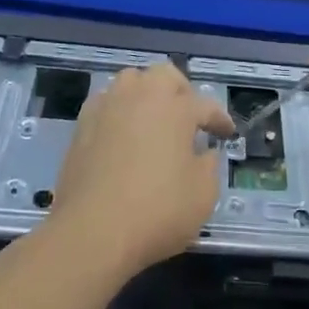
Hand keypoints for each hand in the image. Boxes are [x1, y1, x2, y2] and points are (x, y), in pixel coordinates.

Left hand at [49, 63, 233, 278]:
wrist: (91, 232)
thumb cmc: (156, 212)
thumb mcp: (203, 196)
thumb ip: (209, 166)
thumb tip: (203, 153)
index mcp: (176, 109)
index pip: (205, 106)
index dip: (219, 119)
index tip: (226, 133)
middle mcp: (142, 97)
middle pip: (165, 75)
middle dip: (181, 91)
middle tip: (188, 117)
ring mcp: (108, 108)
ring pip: (130, 80)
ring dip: (146, 93)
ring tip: (153, 118)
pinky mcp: (82, 125)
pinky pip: (105, 102)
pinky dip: (118, 109)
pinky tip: (122, 131)